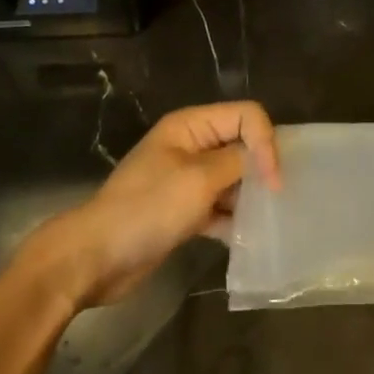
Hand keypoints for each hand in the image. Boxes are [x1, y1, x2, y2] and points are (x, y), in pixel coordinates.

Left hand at [13, 102, 281, 310]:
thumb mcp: (199, 179)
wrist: (96, 257)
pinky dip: (233, 220)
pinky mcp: (183, 211)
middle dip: (261, 170)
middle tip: (277, 202)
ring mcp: (186, 180)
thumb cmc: (147, 209)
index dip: (265, 143)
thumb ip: (238, 162)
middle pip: (241, 145)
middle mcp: (190, 146)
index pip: (245, 116)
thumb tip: (263, 161)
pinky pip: (220, 207)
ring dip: (250, 198)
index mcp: (190, 126)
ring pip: (233, 179)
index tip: (274, 183)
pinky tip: (246, 240)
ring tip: (265, 223)